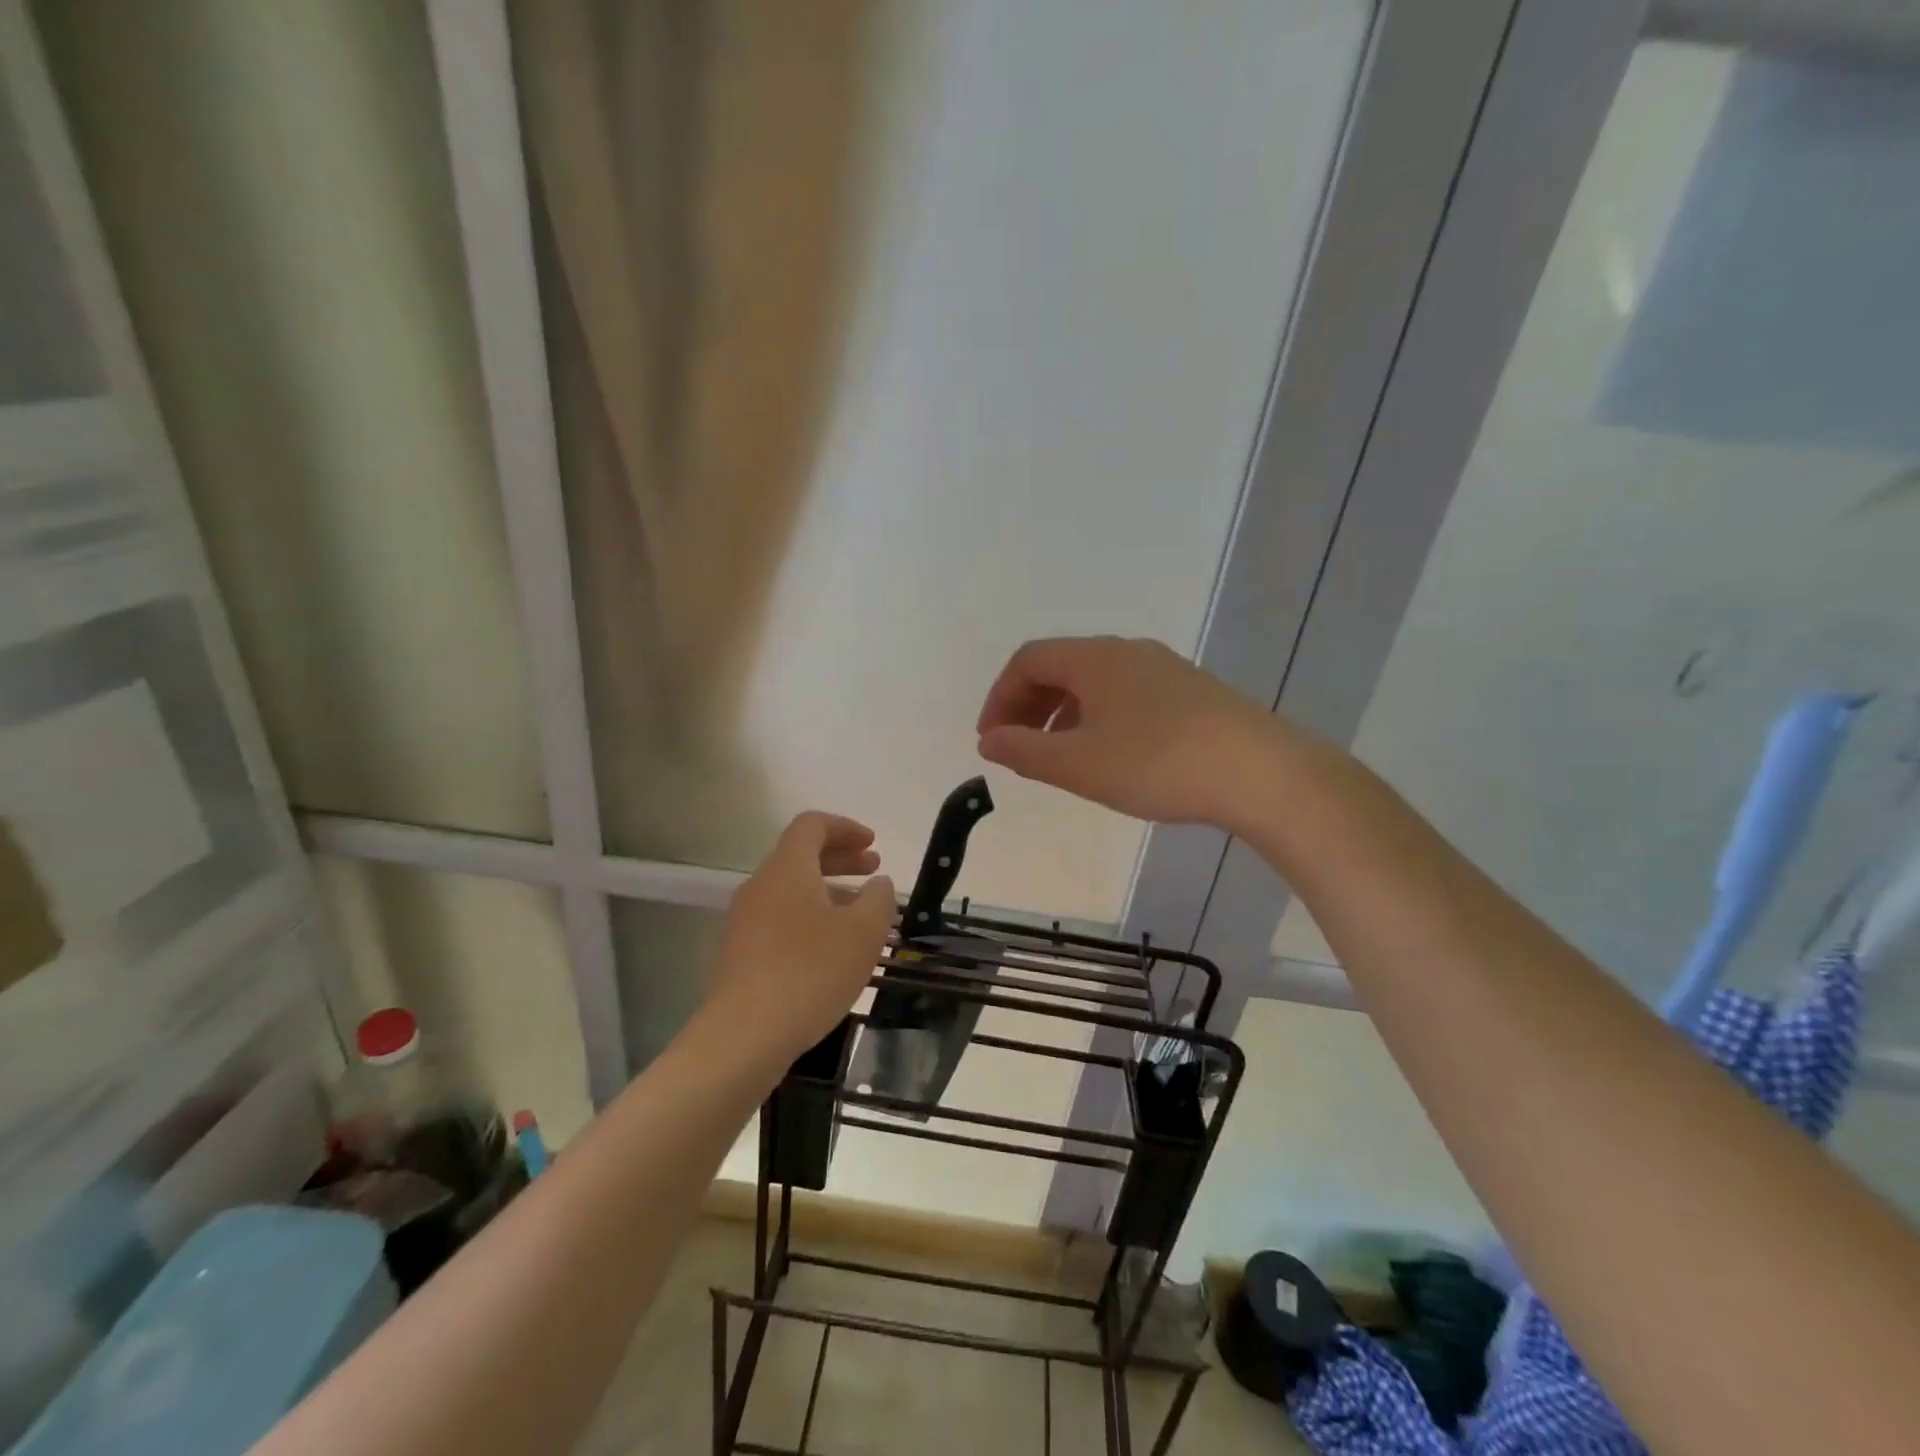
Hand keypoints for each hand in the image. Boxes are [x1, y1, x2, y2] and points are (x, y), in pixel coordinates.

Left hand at [707, 812, 895, 1066]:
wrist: (745, 1035)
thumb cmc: (811, 972)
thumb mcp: (863, 933)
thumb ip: (879, 899)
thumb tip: (879, 884)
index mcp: (787, 868)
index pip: (812, 825)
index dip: (846, 827)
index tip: (874, 844)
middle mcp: (761, 885)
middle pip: (801, 855)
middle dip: (841, 858)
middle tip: (875, 871)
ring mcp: (746, 920)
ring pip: (792, 889)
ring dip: (829, 891)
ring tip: (861, 914)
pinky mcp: (741, 952)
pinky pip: (781, 917)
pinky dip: (811, 917)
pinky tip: (833, 948)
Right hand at [976, 636, 1273, 827]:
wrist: (1258, 771)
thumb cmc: (1156, 763)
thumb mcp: (1078, 764)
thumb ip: (1024, 751)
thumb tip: (989, 740)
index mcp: (1094, 659)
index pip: (1028, 660)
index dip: (1000, 697)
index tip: (991, 740)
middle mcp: (1126, 652)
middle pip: (1060, 666)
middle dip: (1028, 705)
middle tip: (1018, 748)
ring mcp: (1163, 669)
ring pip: (1095, 682)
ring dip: (1063, 713)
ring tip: (1058, 756)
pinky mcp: (1190, 692)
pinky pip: (1125, 694)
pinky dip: (1098, 717)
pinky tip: (1109, 754)